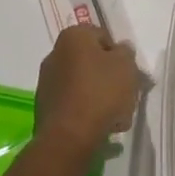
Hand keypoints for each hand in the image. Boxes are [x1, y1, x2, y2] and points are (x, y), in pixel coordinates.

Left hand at [35, 24, 139, 155]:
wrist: (68, 139)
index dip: (119, 55)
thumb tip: (120, 51)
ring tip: (117, 118)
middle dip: (110, 78)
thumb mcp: (126, 65)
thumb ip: (126, 52)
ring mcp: (47, 83)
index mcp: (73, 36)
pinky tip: (100, 128)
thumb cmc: (100, 93)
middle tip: (126, 96)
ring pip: (83, 85)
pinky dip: (86, 112)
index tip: (129, 74)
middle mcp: (55, 54)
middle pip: (92, 62)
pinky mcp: (45, 109)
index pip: (103, 36)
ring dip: (100, 98)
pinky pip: (73, 105)